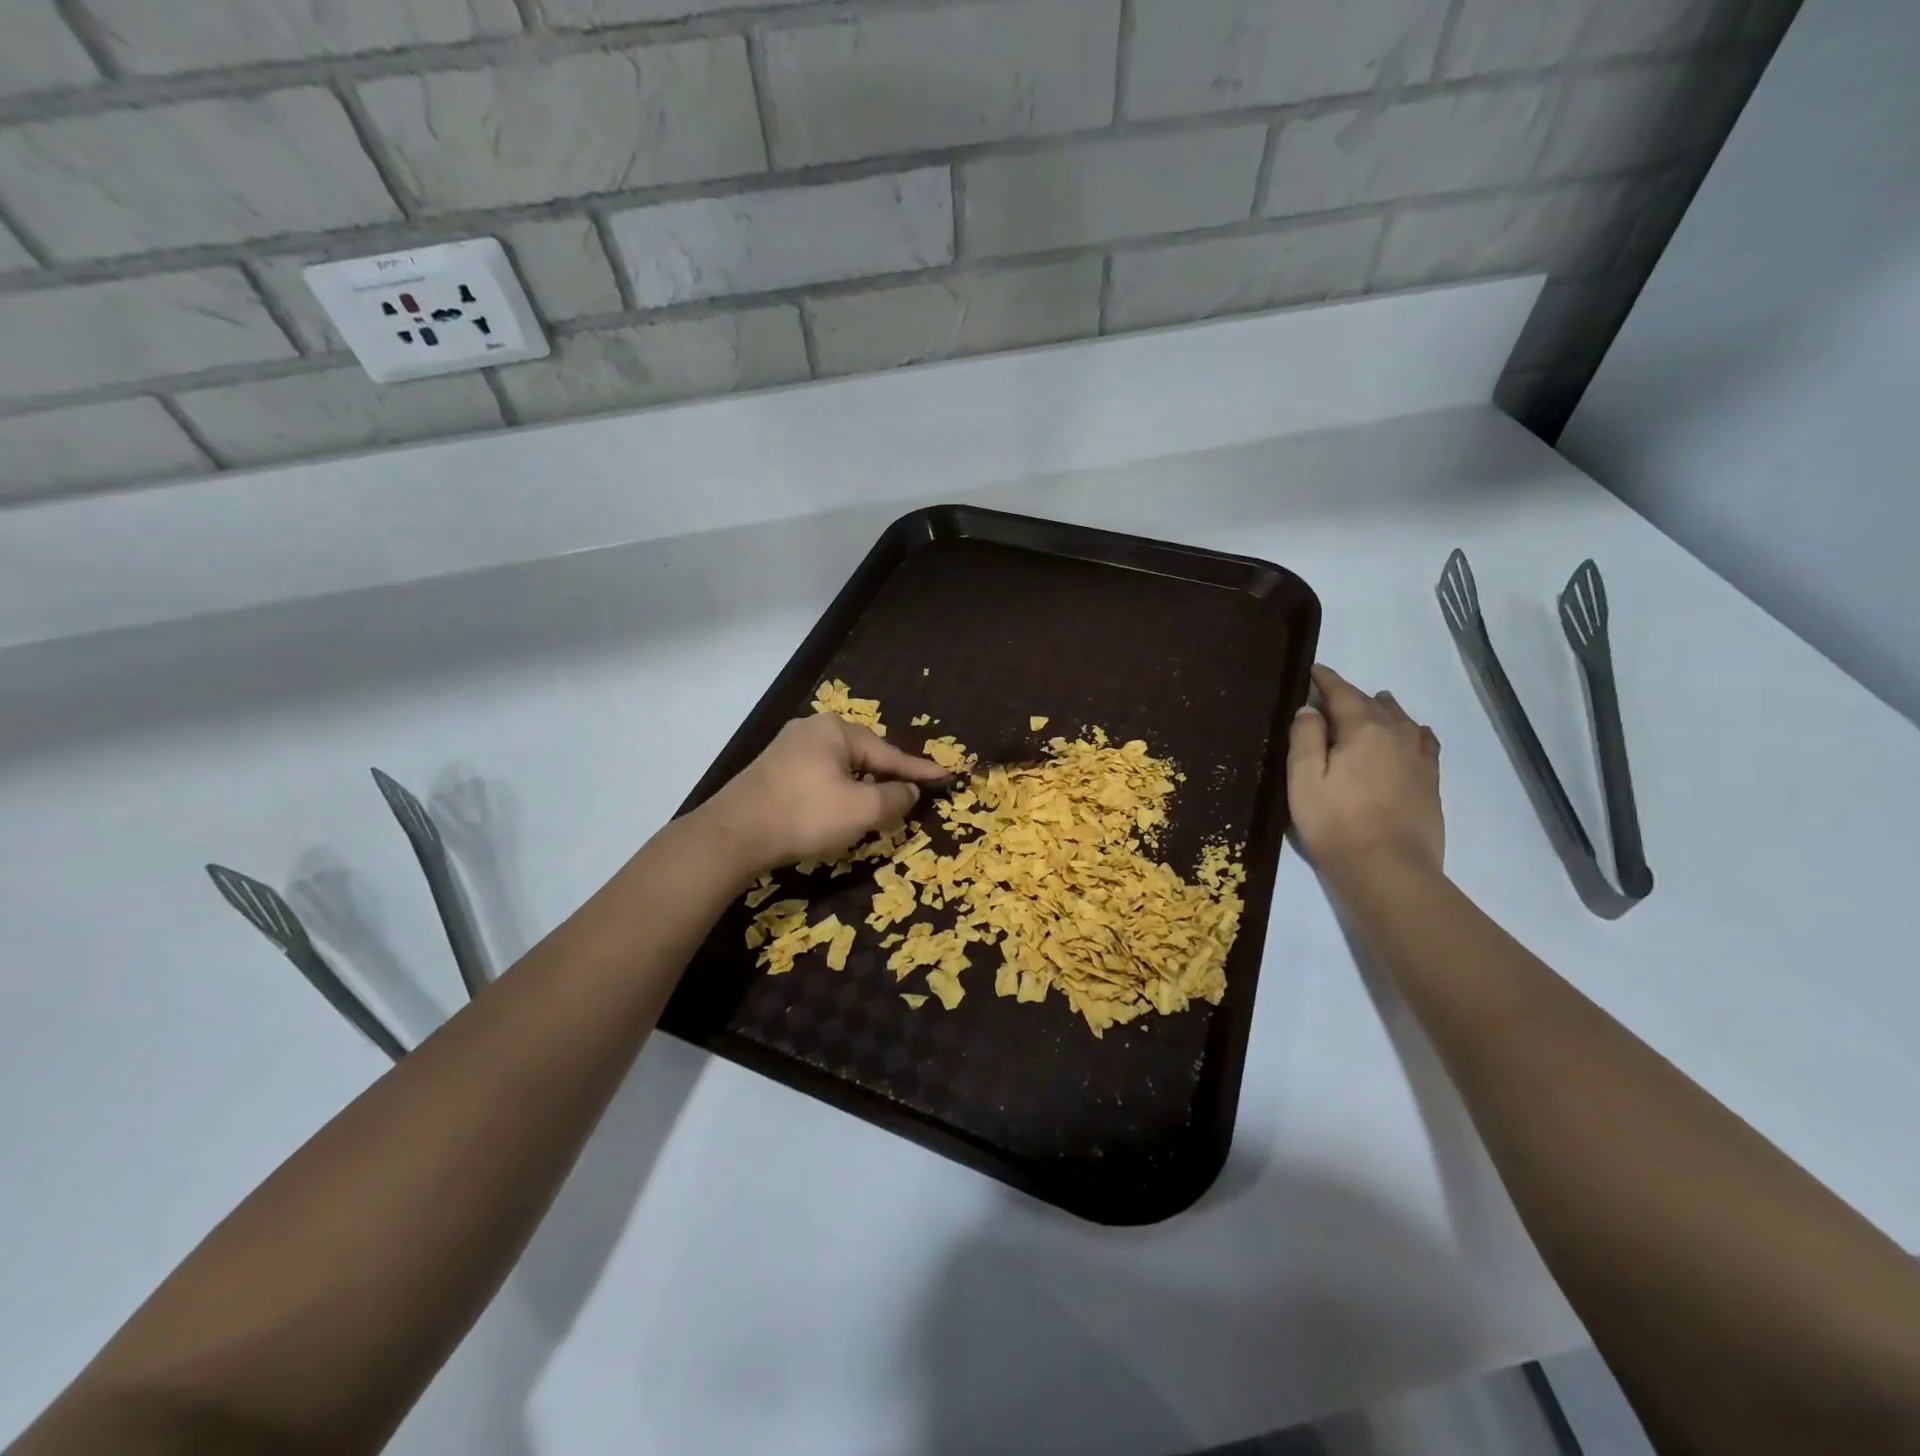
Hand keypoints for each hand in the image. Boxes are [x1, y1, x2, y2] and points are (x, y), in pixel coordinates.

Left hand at [699, 714, 950, 872]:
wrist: (732, 835)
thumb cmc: (804, 816)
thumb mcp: (861, 810)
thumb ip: (894, 798)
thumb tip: (909, 792)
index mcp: (836, 730)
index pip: (890, 753)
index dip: (919, 770)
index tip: (946, 776)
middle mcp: (812, 729)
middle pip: (864, 756)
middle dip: (888, 777)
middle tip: (912, 795)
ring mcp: (788, 748)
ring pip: (841, 768)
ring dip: (862, 788)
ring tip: (880, 806)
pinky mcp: (772, 770)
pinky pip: (819, 777)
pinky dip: (838, 793)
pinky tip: (840, 809)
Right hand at [1288, 664, 1444, 883]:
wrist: (1388, 869)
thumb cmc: (1335, 823)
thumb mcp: (1304, 779)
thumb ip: (1305, 739)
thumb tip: (1309, 710)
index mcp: (1363, 730)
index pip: (1342, 694)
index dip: (1326, 680)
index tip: (1314, 670)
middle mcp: (1396, 735)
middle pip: (1374, 704)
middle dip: (1352, 696)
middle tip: (1331, 697)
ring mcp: (1419, 759)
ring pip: (1403, 720)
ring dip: (1385, 709)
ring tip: (1375, 705)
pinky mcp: (1431, 782)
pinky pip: (1425, 742)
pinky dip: (1414, 731)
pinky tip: (1413, 734)